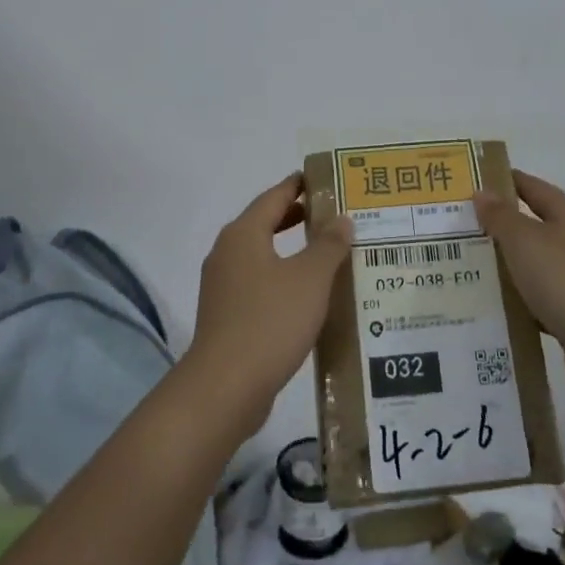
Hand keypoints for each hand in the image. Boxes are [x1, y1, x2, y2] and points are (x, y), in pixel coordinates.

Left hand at [186, 174, 352, 433]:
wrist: (225, 386)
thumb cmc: (270, 320)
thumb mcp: (310, 278)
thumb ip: (328, 245)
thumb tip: (341, 219)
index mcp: (244, 234)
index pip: (274, 196)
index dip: (299, 185)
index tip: (324, 178)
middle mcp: (227, 253)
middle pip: (265, 223)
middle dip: (297, 217)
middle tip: (333, 214)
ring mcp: (223, 286)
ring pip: (262, 255)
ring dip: (292, 251)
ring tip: (327, 253)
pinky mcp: (226, 315)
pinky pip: (258, 283)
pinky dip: (282, 278)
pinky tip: (308, 295)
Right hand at [472, 170, 564, 408]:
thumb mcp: (526, 240)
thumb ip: (501, 217)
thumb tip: (483, 192)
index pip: (531, 187)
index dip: (503, 181)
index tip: (469, 182)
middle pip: (531, 226)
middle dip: (496, 227)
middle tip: (454, 229)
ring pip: (531, 266)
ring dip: (503, 267)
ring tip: (461, 269)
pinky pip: (536, 301)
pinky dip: (515, 302)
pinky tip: (488, 308)